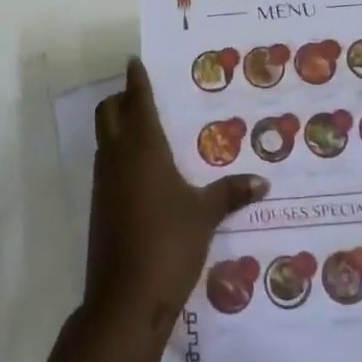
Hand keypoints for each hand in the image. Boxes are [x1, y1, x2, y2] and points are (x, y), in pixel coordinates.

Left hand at [85, 59, 267, 334]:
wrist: (124, 299)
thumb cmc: (168, 243)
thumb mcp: (205, 215)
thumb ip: (230, 193)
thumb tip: (263, 182)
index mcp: (142, 147)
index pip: (136, 100)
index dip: (136, 79)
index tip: (136, 62)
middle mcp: (118, 156)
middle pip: (108, 112)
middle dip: (122, 99)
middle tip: (145, 96)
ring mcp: (103, 182)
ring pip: (105, 138)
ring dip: (119, 127)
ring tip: (151, 131)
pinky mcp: (99, 206)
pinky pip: (107, 165)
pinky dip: (120, 155)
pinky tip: (146, 173)